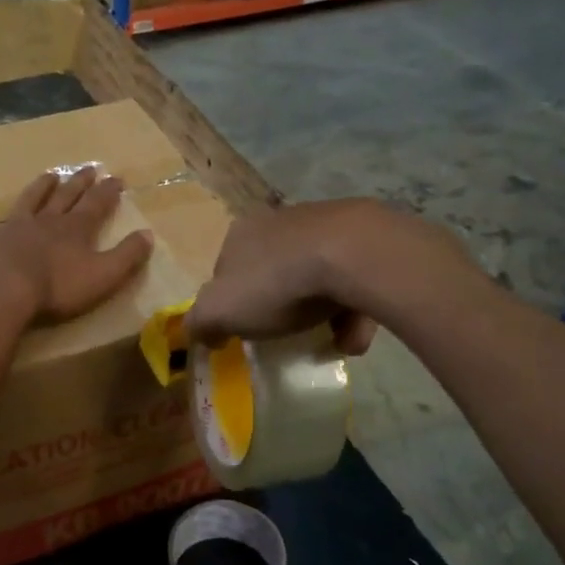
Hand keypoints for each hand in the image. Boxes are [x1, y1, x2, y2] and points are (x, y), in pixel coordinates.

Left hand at [0, 167, 154, 325]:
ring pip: (30, 200)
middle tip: (89, 169)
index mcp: (76, 230)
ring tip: (49, 175)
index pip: (97, 204)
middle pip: (66, 197)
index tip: (117, 178)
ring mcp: (13, 227)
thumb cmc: (57, 289)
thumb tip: (148, 235)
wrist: (4, 293)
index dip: (108, 192)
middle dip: (79, 183)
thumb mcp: (104, 276)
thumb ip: (128, 256)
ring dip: (40, 187)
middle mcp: (46, 221)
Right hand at [186, 200, 402, 353]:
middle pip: (273, 273)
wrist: (351, 256)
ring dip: (322, 313)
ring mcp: (324, 226)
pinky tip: (355, 332)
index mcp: (241, 234)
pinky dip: (353, 309)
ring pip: (317, 278)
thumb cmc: (275, 283)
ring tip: (332, 341)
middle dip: (280, 307)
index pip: (227, 271)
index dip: (233, 303)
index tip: (245, 330)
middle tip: (288, 335)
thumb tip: (201, 334)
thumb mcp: (219, 311)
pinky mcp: (363, 238)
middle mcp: (280, 222)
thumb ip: (201, 323)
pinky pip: (354, 280)